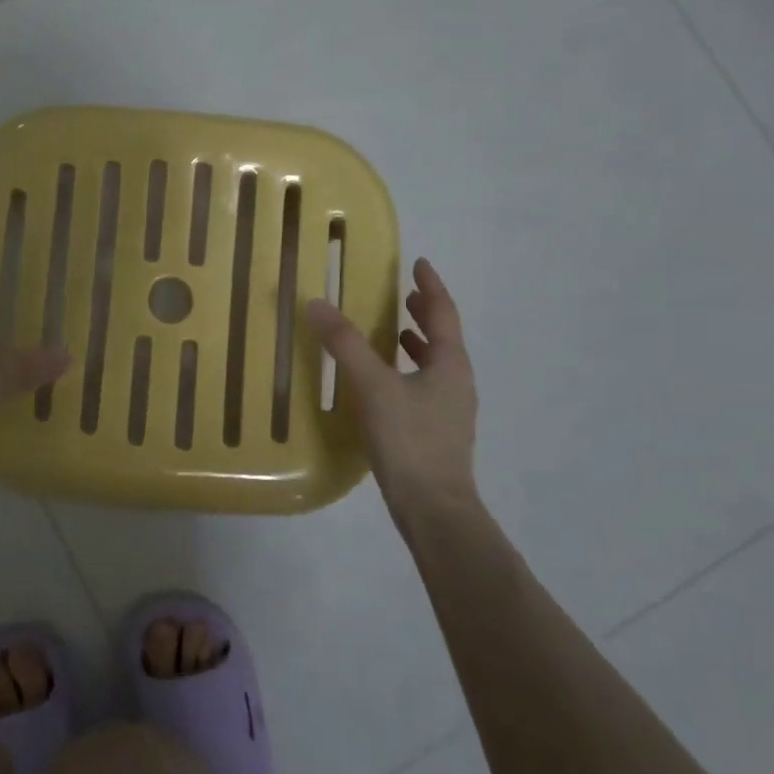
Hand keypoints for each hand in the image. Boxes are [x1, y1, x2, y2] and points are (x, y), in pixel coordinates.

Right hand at [306, 257, 478, 510]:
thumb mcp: (372, 386)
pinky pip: (425, 385)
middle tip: (404, 294)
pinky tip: (385, 383)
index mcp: (450, 363)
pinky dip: (408, 370)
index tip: (419, 264)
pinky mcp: (438, 433)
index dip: (430, 286)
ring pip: (436, 363)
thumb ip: (344, 344)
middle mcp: (456, 382)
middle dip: (424, 313)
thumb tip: (317, 303)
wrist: (434, 509)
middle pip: (443, 337)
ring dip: (417, 342)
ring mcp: (450, 410)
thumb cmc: (409, 440)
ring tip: (394, 331)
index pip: (443, 312)